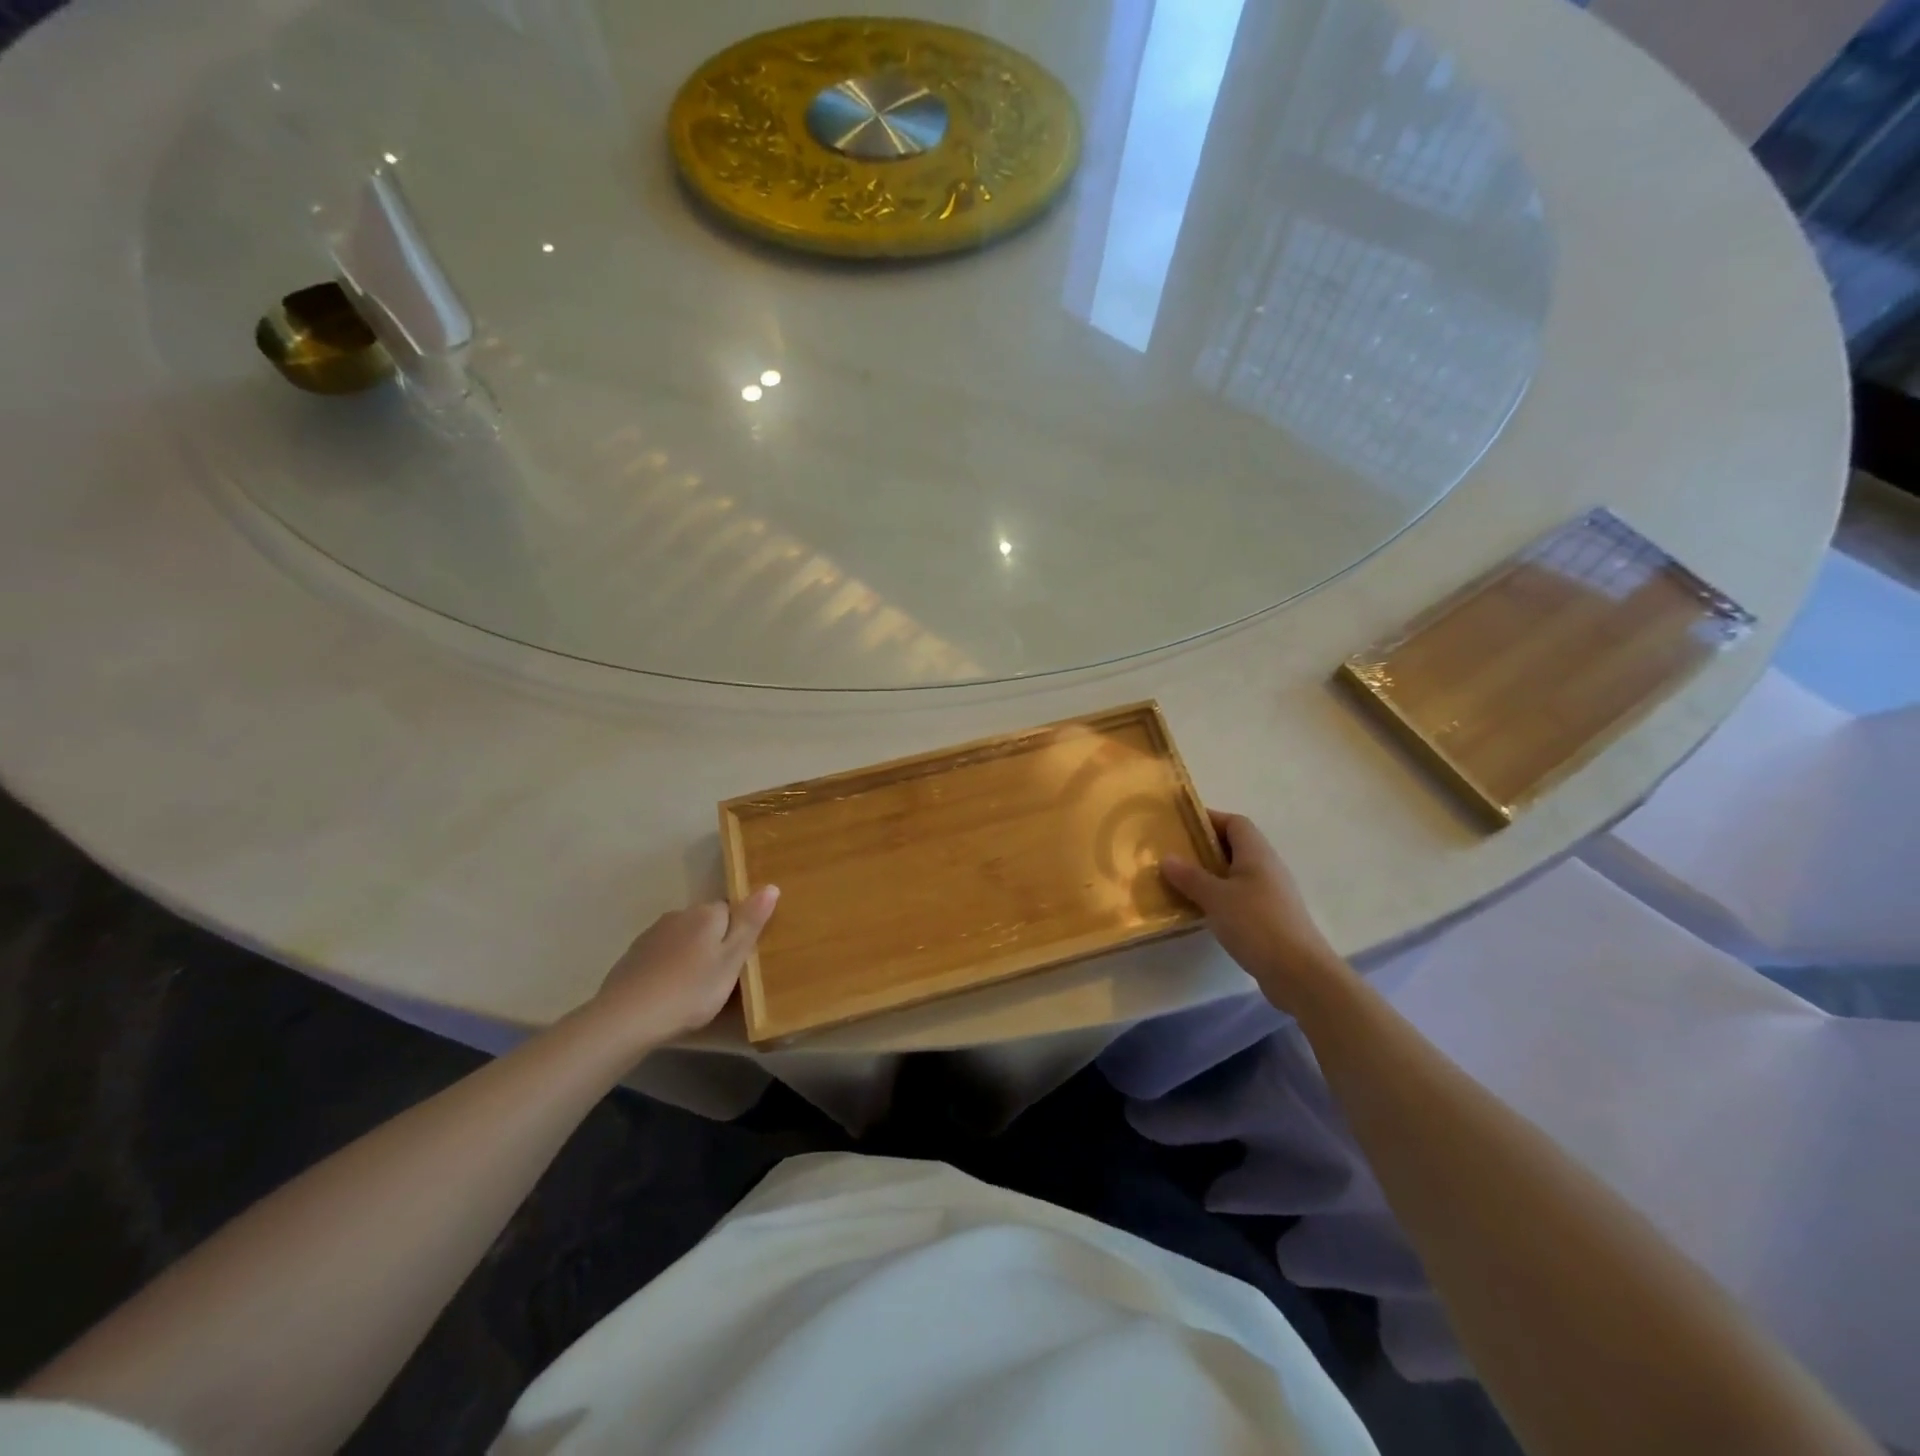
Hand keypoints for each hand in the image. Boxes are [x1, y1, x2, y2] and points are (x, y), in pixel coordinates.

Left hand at [588, 886, 779, 1048]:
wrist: (626, 1017)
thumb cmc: (691, 990)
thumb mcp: (731, 960)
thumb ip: (750, 923)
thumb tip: (771, 886)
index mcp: (707, 914)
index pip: (732, 910)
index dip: (737, 934)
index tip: (738, 961)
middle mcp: (679, 914)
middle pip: (706, 923)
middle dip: (713, 943)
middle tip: (719, 979)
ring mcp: (652, 934)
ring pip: (682, 938)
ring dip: (689, 955)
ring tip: (692, 989)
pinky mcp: (632, 955)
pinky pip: (661, 955)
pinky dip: (667, 968)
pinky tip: (666, 992)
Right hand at [1162, 811, 1351, 1015]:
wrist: (1299, 972)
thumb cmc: (1256, 924)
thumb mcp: (1215, 897)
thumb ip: (1190, 876)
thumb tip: (1167, 858)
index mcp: (1256, 853)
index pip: (1234, 822)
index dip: (1209, 820)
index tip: (1181, 827)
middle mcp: (1268, 867)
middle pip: (1236, 846)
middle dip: (1206, 848)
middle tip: (1176, 856)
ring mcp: (1272, 893)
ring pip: (1238, 873)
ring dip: (1212, 875)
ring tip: (1183, 883)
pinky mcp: (1272, 917)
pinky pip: (1242, 896)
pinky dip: (1222, 897)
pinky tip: (1204, 911)